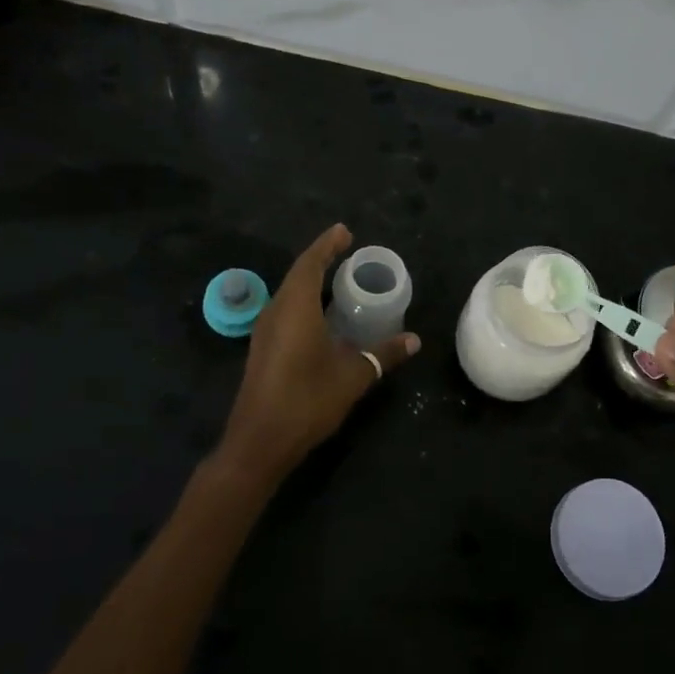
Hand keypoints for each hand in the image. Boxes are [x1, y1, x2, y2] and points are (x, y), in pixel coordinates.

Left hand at [215, 223, 420, 486]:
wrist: (259, 442)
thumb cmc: (307, 400)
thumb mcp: (353, 376)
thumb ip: (383, 355)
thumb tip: (414, 340)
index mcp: (295, 308)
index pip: (310, 263)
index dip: (327, 245)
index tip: (345, 231)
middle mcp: (275, 312)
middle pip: (297, 275)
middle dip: (321, 260)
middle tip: (346, 252)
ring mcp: (265, 332)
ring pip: (289, 294)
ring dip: (311, 282)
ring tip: (338, 279)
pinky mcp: (263, 349)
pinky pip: (285, 311)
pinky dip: (305, 302)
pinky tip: (322, 316)